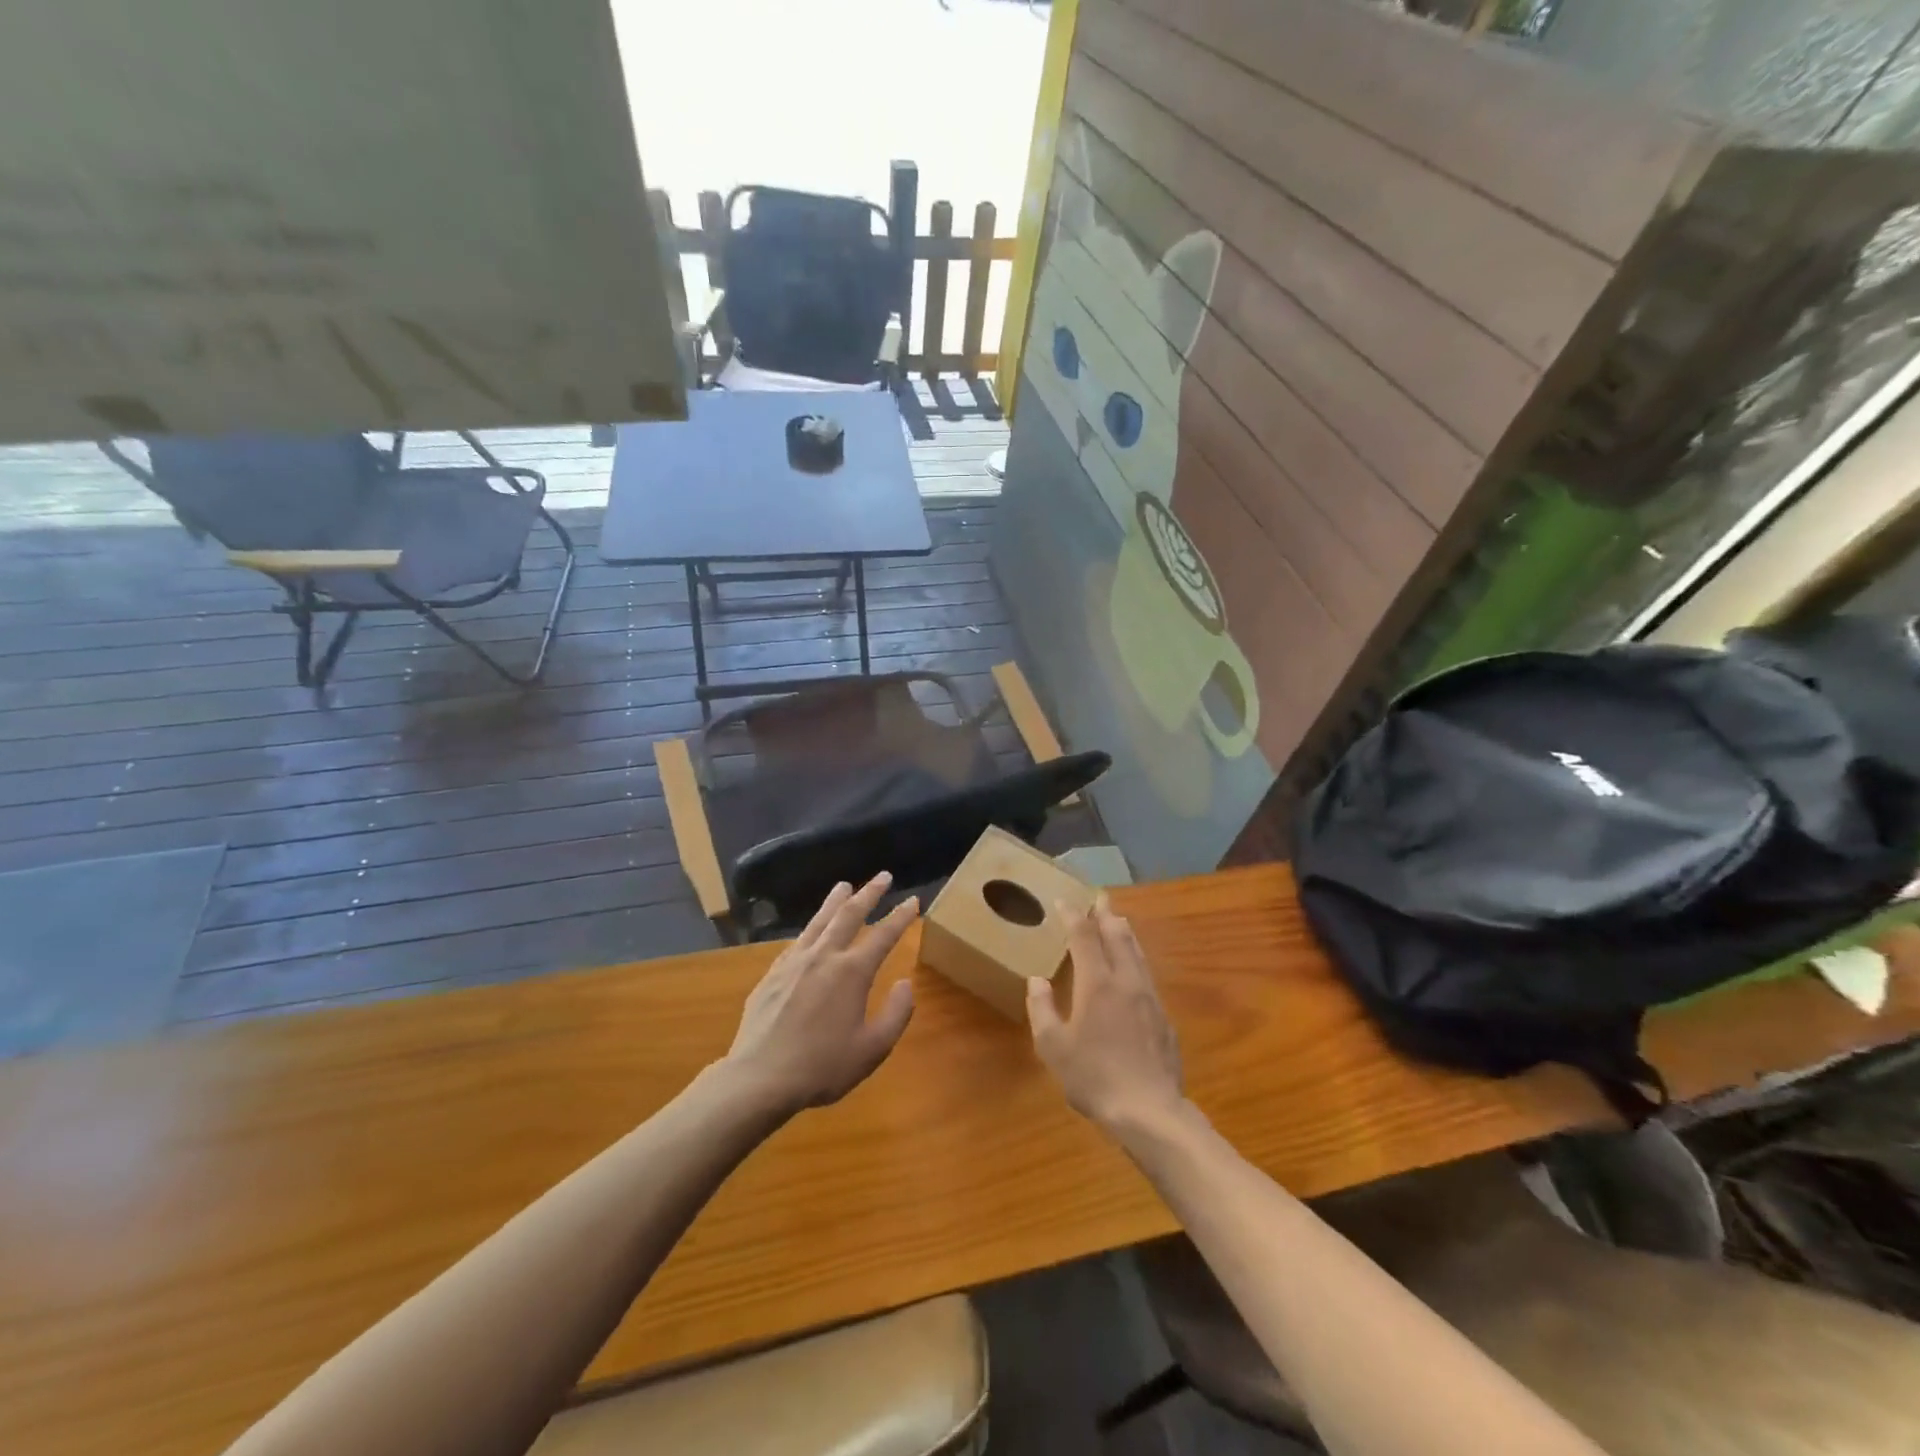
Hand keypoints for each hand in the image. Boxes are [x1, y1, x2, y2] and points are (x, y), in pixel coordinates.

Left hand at [722, 874, 918, 1116]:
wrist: (760, 1078)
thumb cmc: (822, 1066)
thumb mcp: (872, 1049)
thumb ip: (896, 1014)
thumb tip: (905, 984)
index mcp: (852, 972)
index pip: (883, 935)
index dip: (901, 917)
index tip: (913, 901)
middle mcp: (824, 956)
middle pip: (849, 914)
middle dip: (869, 893)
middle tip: (883, 876)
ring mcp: (794, 962)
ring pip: (819, 920)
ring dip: (835, 900)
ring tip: (844, 885)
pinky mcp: (772, 973)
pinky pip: (797, 941)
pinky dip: (811, 928)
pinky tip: (811, 930)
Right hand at [1026, 898, 1184, 1133]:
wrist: (1150, 1110)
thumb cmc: (1094, 1077)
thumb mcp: (1053, 1047)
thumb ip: (1042, 1009)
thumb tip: (1037, 981)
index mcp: (1096, 983)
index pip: (1084, 937)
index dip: (1073, 916)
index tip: (1064, 901)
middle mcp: (1125, 981)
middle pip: (1117, 936)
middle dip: (1105, 914)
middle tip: (1099, 898)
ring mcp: (1149, 998)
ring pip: (1137, 953)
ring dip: (1125, 932)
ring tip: (1118, 920)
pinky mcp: (1164, 1017)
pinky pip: (1147, 974)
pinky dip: (1136, 958)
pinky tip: (1134, 968)